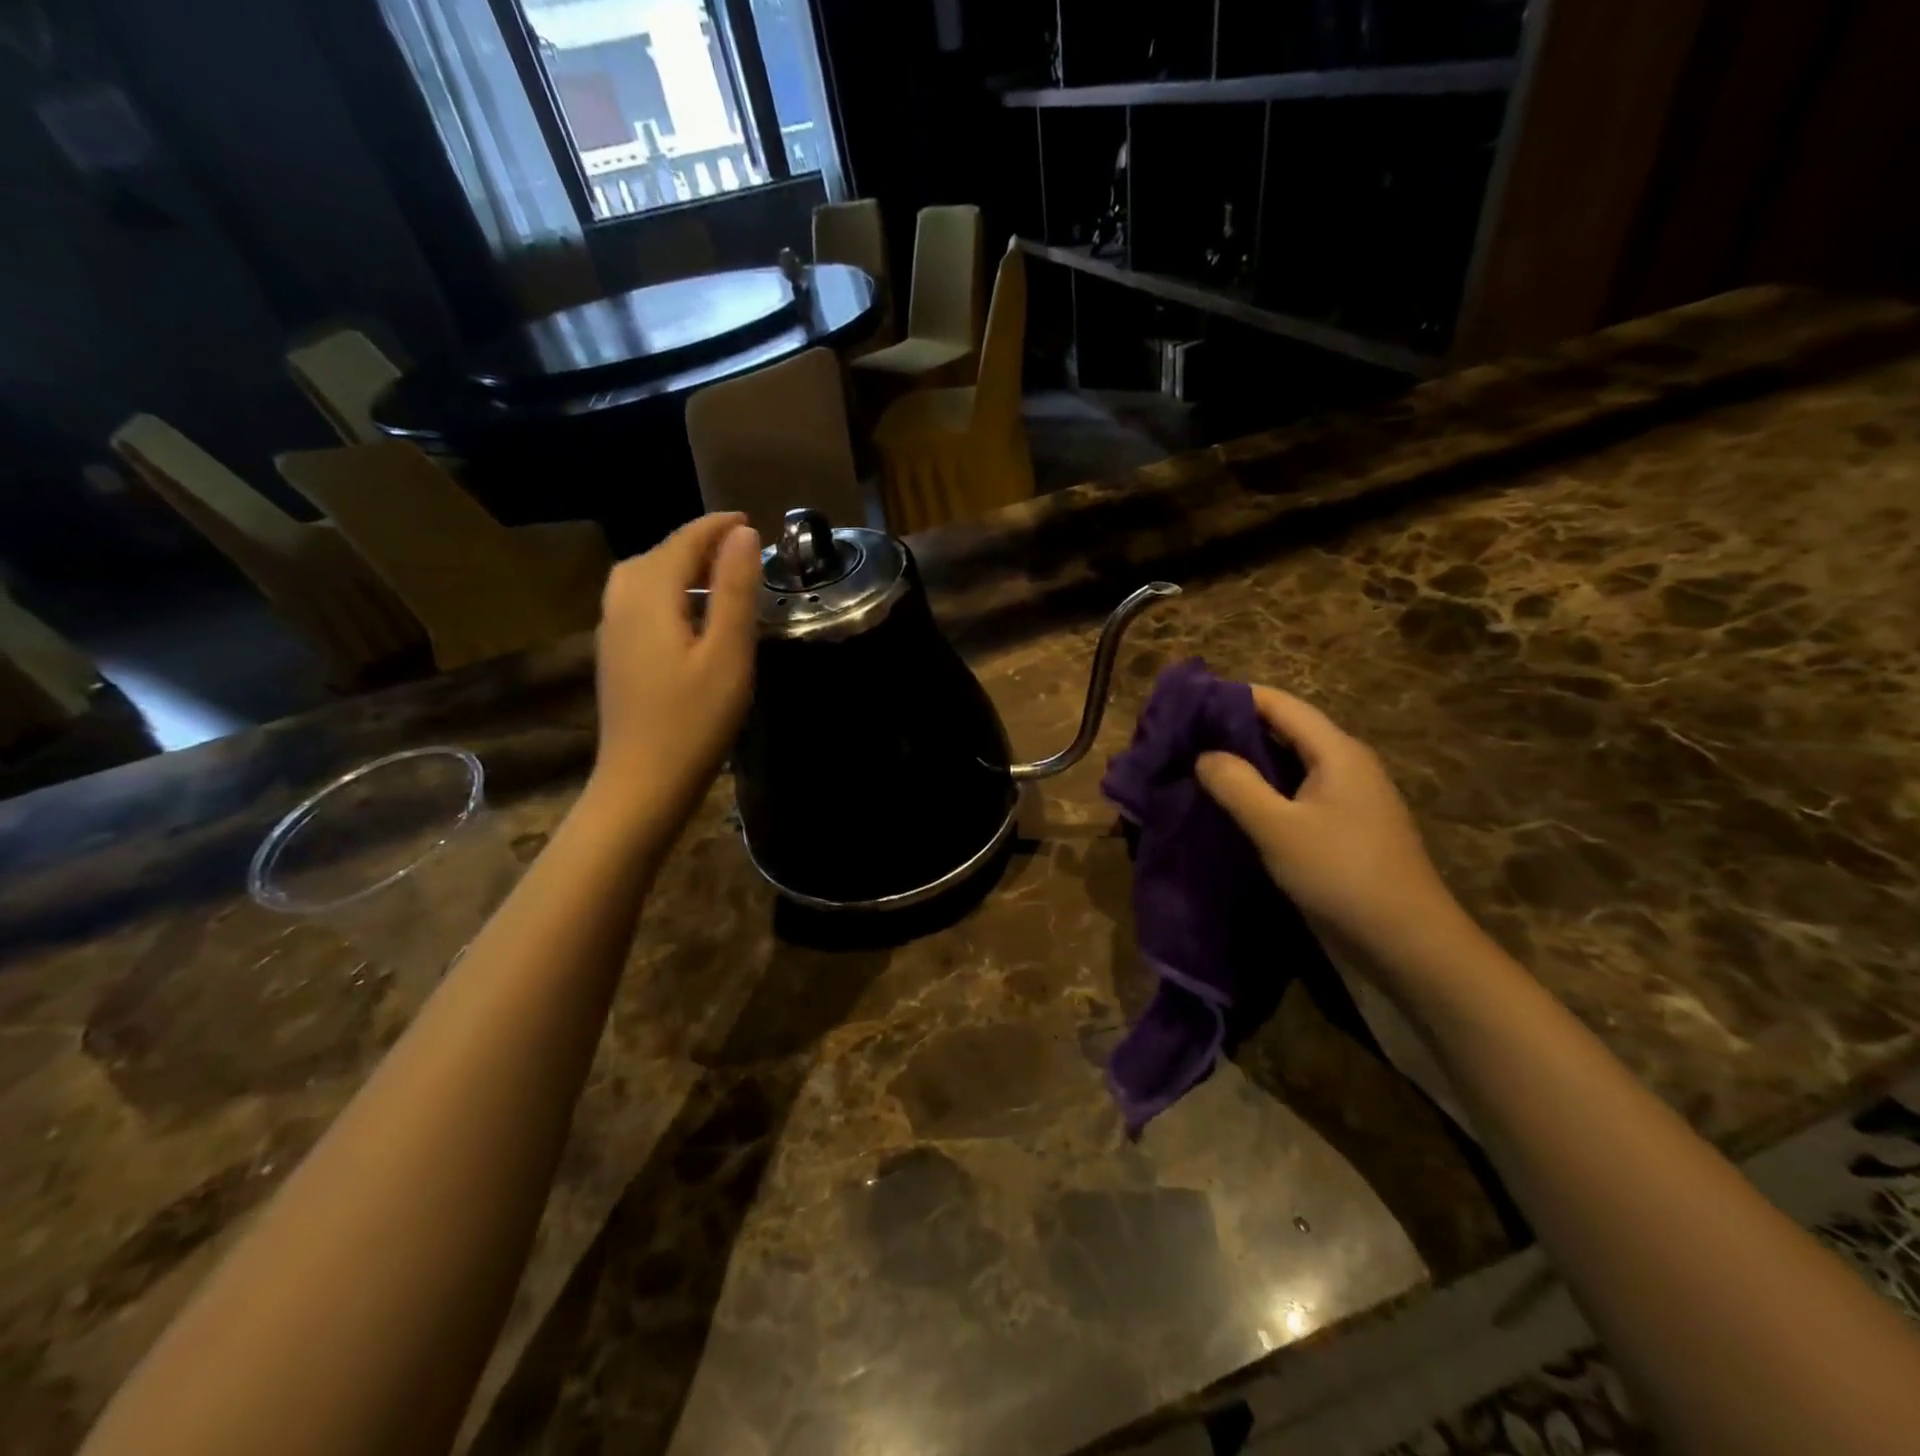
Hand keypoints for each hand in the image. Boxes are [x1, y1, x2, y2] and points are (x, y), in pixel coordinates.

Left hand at [589, 513, 760, 827]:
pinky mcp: (614, 657)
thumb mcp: (728, 654)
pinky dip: (665, 591)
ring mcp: (611, 632)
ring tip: (715, 577)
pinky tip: (687, 616)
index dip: (716, 527)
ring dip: (678, 566)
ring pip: (641, 578)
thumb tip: (742, 534)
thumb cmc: (693, 720)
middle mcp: (621, 604)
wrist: (642, 783)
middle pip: (656, 555)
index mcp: (649, 597)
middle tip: (738, 550)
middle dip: (696, 543)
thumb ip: (734, 590)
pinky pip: (636, 603)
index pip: (682, 542)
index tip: (749, 521)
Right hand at [1196, 686, 1472, 968]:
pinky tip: (1233, 806)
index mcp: (1337, 752)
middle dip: (1235, 730)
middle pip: (1285, 731)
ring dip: (1248, 764)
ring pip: (1289, 765)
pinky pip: (1296, 795)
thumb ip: (1237, 785)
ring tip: (1199, 768)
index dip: (1235, 697)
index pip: (1280, 704)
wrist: (1407, 943)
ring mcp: (1347, 798)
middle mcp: (1345, 765)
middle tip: (1185, 738)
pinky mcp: (1343, 829)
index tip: (1189, 702)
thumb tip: (1205, 755)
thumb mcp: (1278, 828)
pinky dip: (1263, 792)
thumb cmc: (1341, 874)